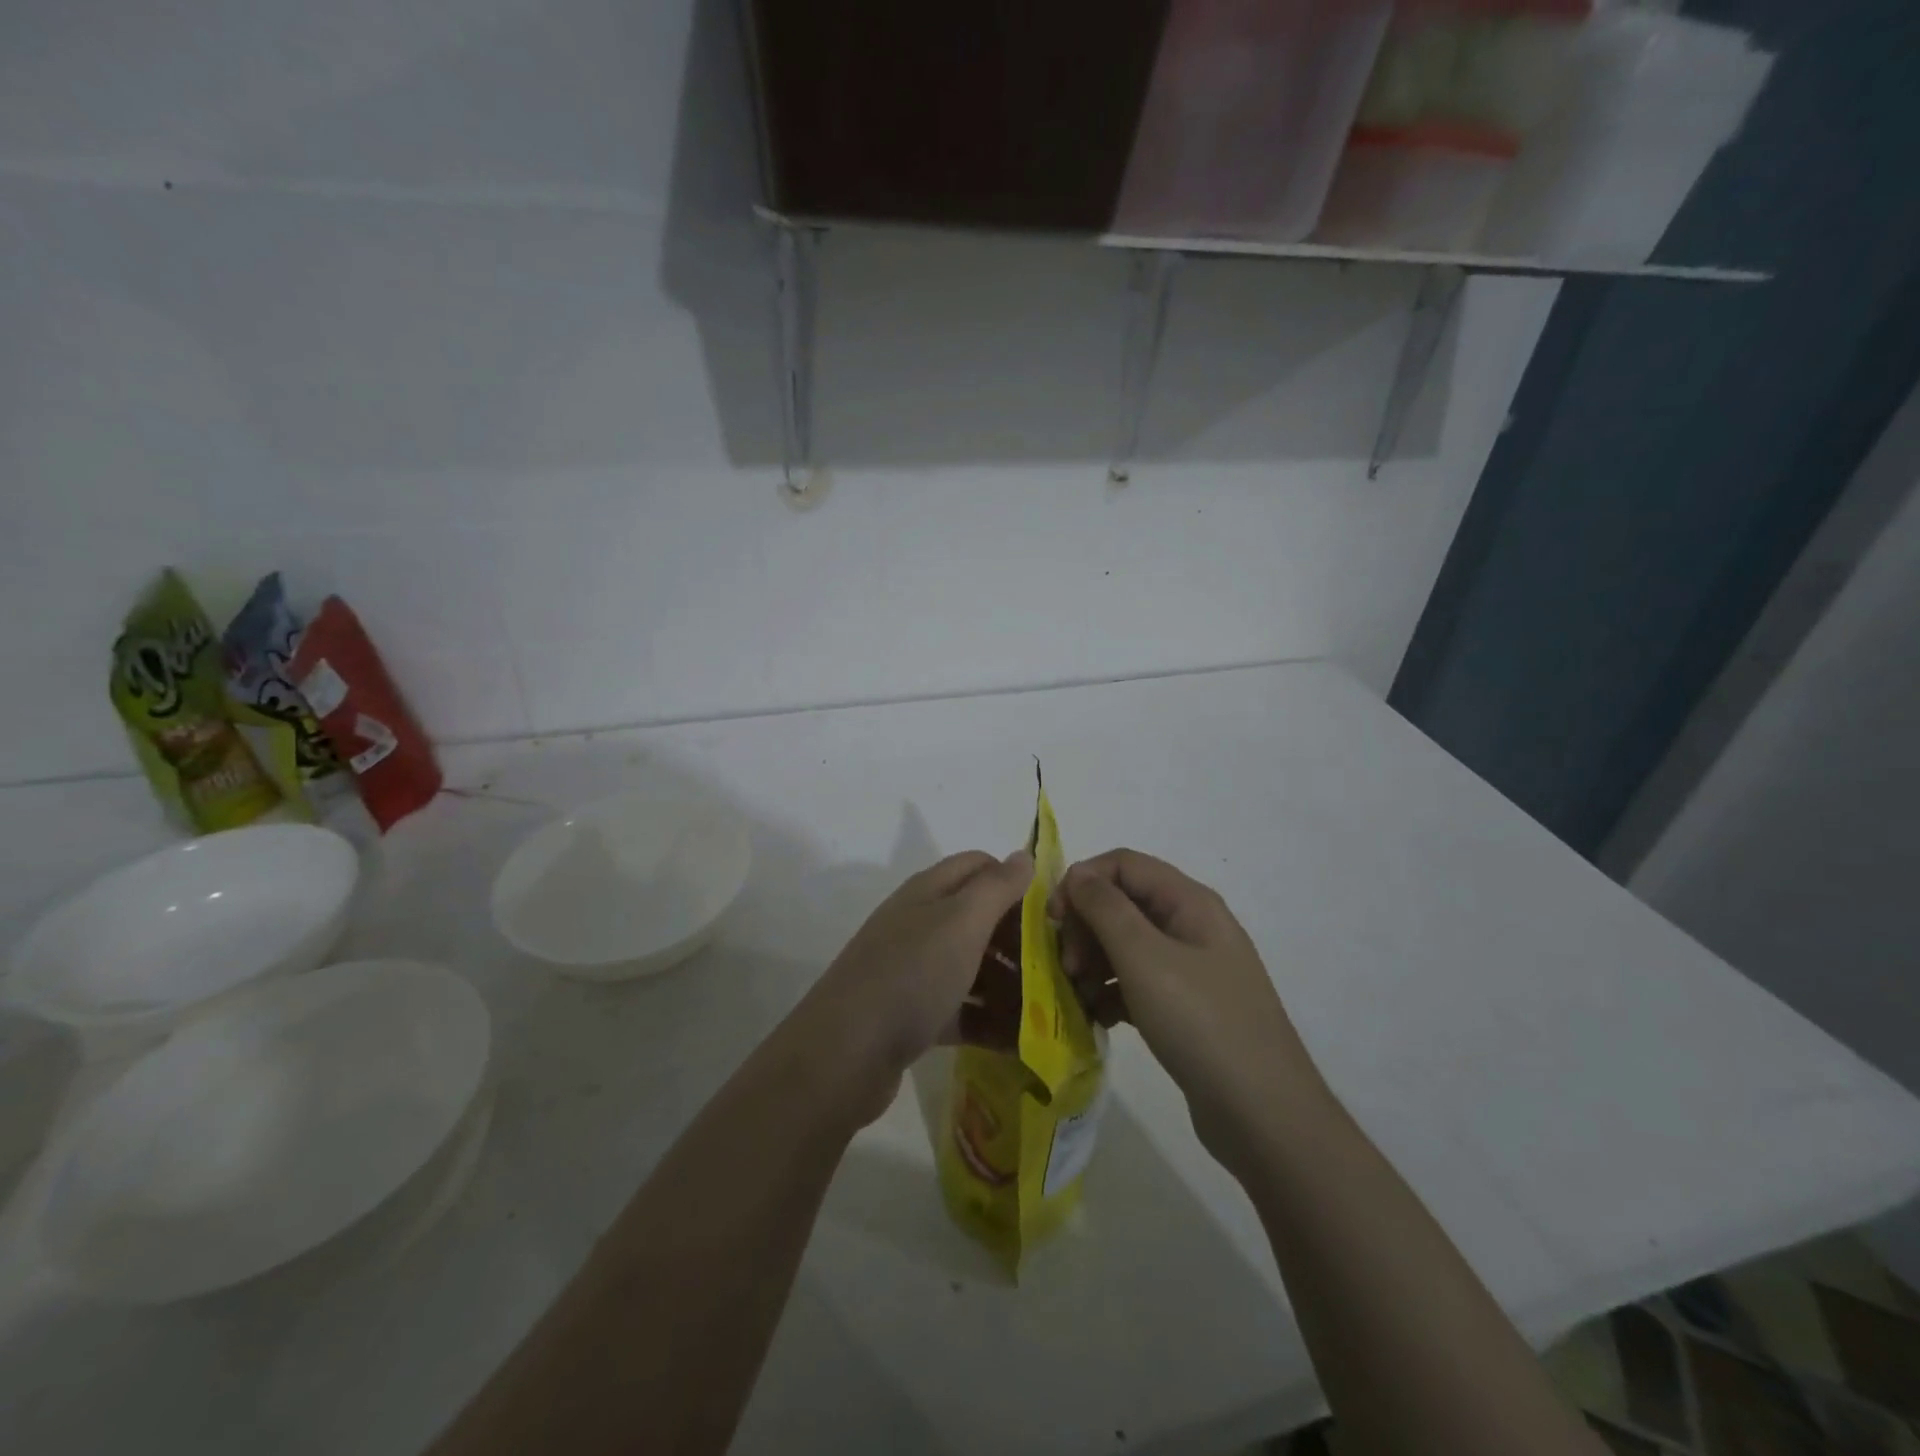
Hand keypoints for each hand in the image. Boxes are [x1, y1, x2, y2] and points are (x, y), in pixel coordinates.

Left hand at [790, 850, 1032, 1122]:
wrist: (844, 1053)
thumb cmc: (912, 975)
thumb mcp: (961, 921)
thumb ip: (996, 887)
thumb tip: (1022, 855)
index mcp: (930, 891)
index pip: (980, 866)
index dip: (1016, 883)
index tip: (1051, 915)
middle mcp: (921, 923)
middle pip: (980, 919)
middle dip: (1020, 940)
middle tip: (1058, 969)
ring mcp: (914, 970)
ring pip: (974, 967)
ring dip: (1010, 985)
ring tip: (1050, 1011)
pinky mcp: (912, 1015)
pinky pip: (961, 1010)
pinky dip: (989, 1021)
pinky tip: (1021, 1043)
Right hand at [1053, 849, 1328, 1170]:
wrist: (1263, 1114)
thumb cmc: (1201, 1023)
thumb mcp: (1145, 958)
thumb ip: (1106, 908)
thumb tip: (1079, 873)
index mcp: (1188, 902)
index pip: (1123, 864)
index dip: (1082, 881)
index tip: (1053, 920)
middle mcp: (1191, 925)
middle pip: (1122, 903)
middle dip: (1085, 927)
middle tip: (1066, 966)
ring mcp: (1190, 968)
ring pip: (1125, 945)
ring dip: (1093, 962)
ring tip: (1077, 996)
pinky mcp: (1185, 1007)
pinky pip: (1136, 982)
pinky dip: (1110, 993)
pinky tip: (1096, 1017)